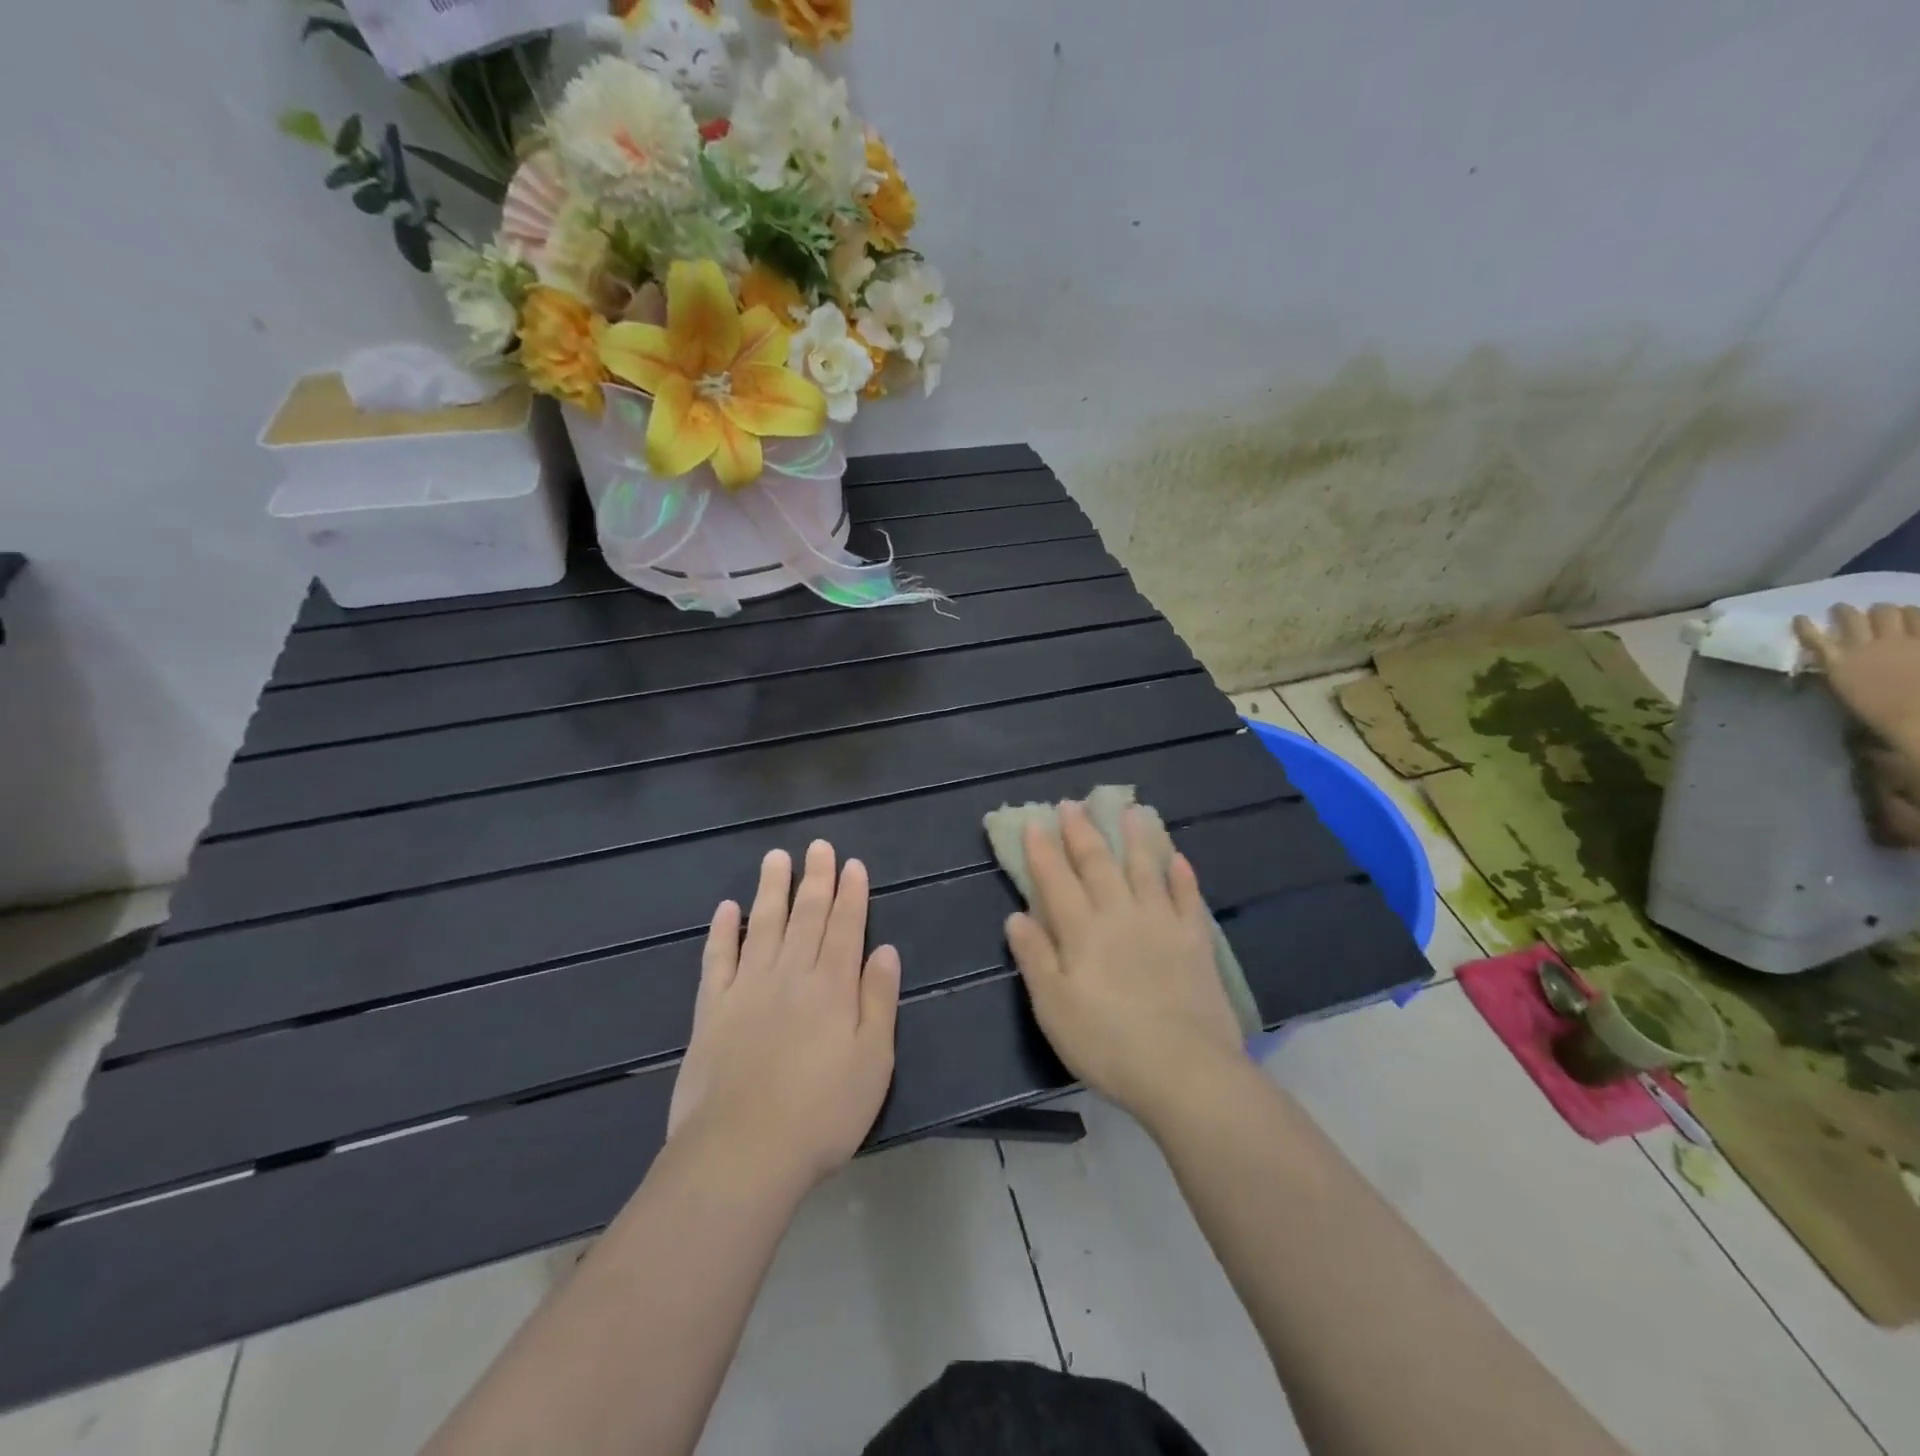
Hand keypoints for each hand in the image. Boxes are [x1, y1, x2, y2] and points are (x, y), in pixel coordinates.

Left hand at [668, 841, 900, 1189]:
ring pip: (763, 925)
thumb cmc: (822, 1113)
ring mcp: (748, 988)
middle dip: (815, 879)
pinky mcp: (712, 1009)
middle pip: (806, 916)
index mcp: (833, 986)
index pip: (846, 927)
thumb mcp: (874, 1062)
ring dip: (771, 889)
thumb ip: (878, 1001)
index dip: (851, 893)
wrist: (741, 1152)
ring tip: (776, 858)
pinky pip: (718, 958)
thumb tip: (886, 951)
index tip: (852, 864)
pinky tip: (726, 908)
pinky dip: (723, 931)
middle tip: (818, 846)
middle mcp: (791, 975)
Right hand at [1005, 801, 1245, 1124]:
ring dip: (1136, 838)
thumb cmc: (1107, 1044)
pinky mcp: (1195, 942)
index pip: (1056, 880)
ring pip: (1146, 869)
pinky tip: (1178, 859)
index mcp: (1082, 931)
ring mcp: (1162, 924)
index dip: (1042, 851)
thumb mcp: (1054, 1008)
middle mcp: (1120, 915)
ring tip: (1131, 811)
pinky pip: (1187, 898)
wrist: (1184, 1071)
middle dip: (1082, 832)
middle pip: (1098, 865)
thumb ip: (1035, 958)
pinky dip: (1182, 876)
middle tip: (1072, 805)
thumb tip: (1015, 916)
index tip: (1033, 823)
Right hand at [1794, 603, 1919, 752]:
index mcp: (1839, 662)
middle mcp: (1865, 646)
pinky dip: (1916, 613)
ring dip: (1885, 610)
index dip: (1805, 626)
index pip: (1814, 637)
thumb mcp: (1845, 693)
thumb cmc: (1878, 711)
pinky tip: (1914, 613)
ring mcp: (1901, 641)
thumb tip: (1832, 661)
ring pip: (1888, 612)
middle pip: (1852, 618)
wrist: (1917, 717)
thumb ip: (1838, 673)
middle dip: (1846, 611)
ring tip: (1887, 611)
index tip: (1800, 618)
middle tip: (1845, 610)